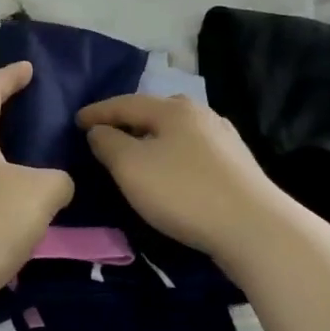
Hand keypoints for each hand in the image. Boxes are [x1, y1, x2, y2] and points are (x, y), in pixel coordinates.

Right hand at [77, 94, 292, 266]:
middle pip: (155, 113)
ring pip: (177, 132)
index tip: (76, 121)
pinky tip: (171, 171)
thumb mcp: (131, 167)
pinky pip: (193, 151)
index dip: (97, 112)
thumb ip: (108, 143)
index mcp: (173, 109)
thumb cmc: (182, 192)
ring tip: (136, 154)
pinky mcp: (237, 164)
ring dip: (152, 140)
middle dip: (128, 122)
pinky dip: (172, 155)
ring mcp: (224, 138)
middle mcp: (201, 114)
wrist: (253, 227)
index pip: (125, 103)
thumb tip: (99, 130)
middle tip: (107, 135)